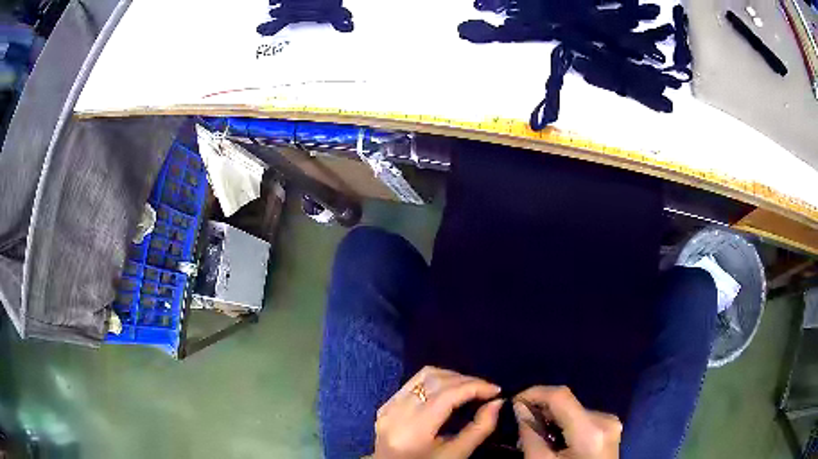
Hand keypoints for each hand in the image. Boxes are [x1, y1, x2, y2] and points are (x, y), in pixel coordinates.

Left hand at [373, 366, 503, 458]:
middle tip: (487, 390)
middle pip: (436, 381)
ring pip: (425, 375)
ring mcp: (388, 406)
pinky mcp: (386, 404)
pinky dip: (436, 381)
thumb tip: (497, 402)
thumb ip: (480, 429)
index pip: (446, 395)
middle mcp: (396, 412)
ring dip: (452, 377)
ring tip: (471, 388)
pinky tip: (450, 390)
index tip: (496, 390)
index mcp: (413, 430)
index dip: (474, 387)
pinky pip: (414, 382)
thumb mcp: (457, 454)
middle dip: (466, 381)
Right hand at [513, 386, 620, 458]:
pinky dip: (564, 424)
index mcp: (590, 431)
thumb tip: (519, 407)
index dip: (534, 393)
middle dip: (541, 410)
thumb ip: (530, 435)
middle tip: (519, 424)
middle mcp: (605, 419)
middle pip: (567, 403)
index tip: (512, 402)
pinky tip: (555, 439)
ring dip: (552, 418)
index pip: (560, 396)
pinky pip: (582, 418)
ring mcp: (611, 423)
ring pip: (573, 410)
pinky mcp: (610, 428)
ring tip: (536, 435)